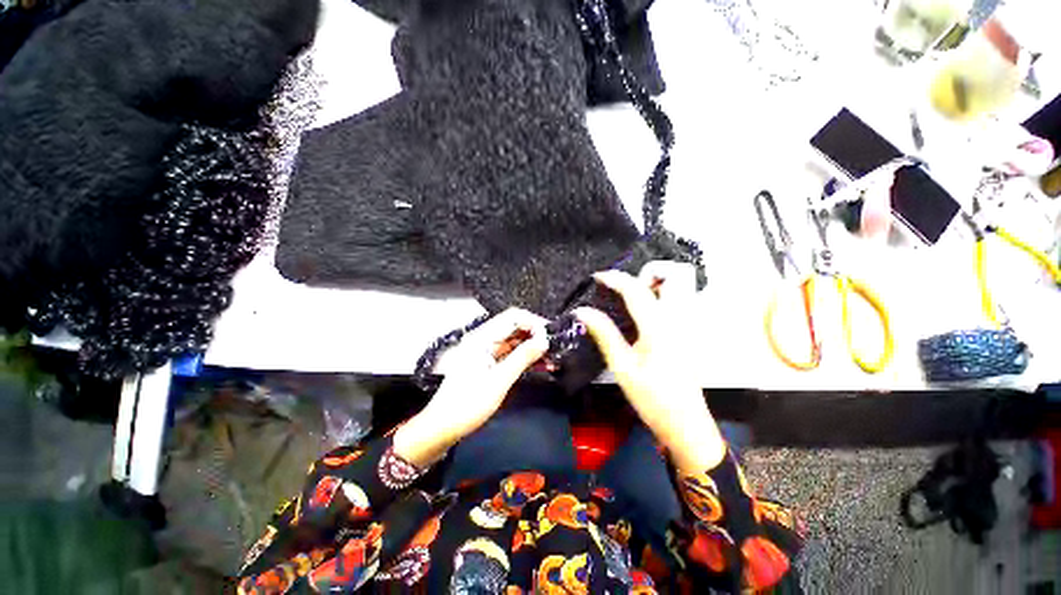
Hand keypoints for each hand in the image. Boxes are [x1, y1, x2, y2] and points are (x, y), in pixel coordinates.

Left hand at [394, 308, 548, 467]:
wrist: (442, 427)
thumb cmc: (468, 404)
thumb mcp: (499, 381)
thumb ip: (522, 357)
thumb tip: (544, 340)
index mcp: (482, 337)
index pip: (514, 317)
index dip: (534, 323)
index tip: (549, 337)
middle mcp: (483, 338)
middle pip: (514, 326)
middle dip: (535, 334)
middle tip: (554, 348)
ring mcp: (485, 350)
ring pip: (514, 340)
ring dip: (532, 347)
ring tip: (550, 358)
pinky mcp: (487, 362)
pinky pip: (509, 353)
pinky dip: (524, 357)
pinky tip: (539, 365)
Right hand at [575, 262, 725, 472]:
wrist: (685, 423)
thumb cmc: (651, 397)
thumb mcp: (621, 366)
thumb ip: (603, 333)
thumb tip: (582, 311)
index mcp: (659, 326)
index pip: (636, 290)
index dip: (615, 278)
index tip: (597, 277)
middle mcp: (679, 318)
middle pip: (674, 275)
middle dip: (649, 272)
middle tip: (626, 287)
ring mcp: (689, 324)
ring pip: (680, 286)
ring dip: (657, 282)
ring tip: (634, 296)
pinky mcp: (690, 332)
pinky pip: (679, 300)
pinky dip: (662, 295)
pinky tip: (645, 312)